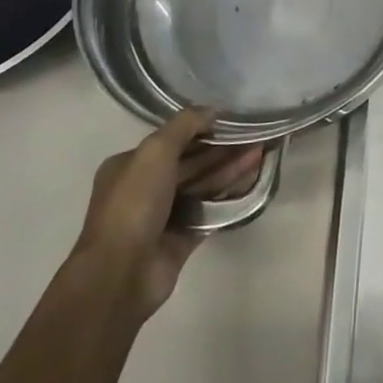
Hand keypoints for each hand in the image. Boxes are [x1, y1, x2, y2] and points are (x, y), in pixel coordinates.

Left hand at [71, 110, 262, 321]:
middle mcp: (145, 188)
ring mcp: (163, 215)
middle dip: (222, 149)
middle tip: (255, 136)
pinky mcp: (180, 239)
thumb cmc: (134, 204)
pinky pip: (209, 211)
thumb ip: (184, 125)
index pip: (171, 140)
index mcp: (130, 165)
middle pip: (190, 162)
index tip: (232, 120)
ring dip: (229, 169)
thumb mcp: (155, 151)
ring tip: (261, 154)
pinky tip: (251, 183)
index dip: (202, 129)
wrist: (121, 274)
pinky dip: (228, 196)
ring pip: (202, 186)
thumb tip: (212, 109)